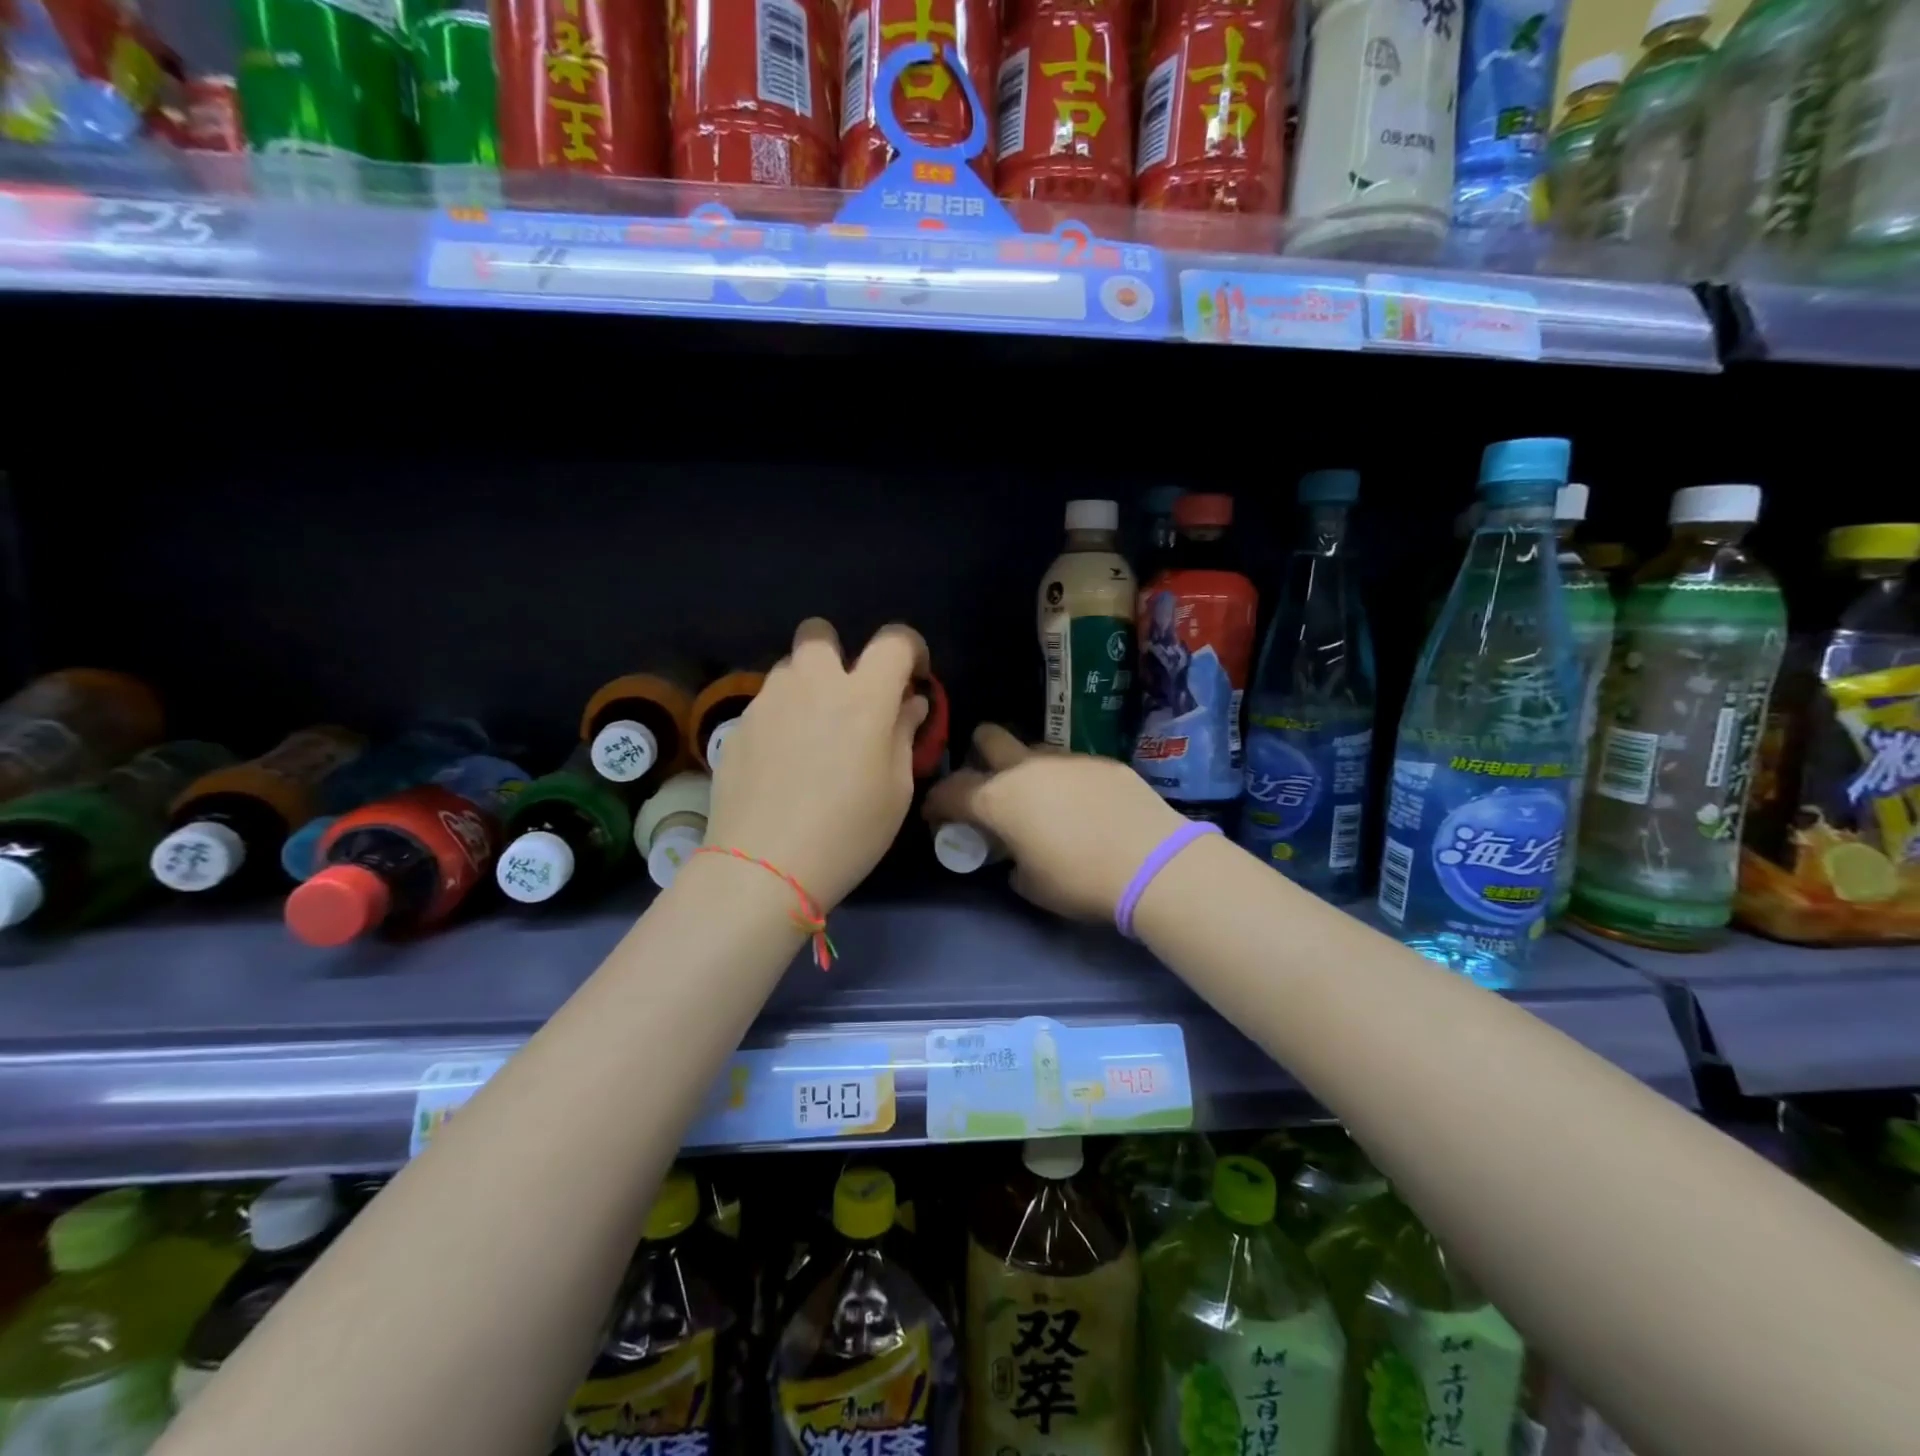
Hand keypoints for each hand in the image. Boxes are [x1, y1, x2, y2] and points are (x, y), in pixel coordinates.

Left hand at [703, 618, 929, 909]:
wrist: (763, 868)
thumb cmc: (847, 833)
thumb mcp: (895, 790)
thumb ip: (904, 734)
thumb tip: (909, 703)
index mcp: (863, 696)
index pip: (893, 641)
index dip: (910, 650)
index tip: (912, 678)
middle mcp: (812, 683)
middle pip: (821, 633)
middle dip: (839, 653)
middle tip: (849, 698)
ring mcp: (768, 701)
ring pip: (789, 669)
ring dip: (807, 686)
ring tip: (813, 734)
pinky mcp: (737, 726)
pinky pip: (766, 704)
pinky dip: (782, 718)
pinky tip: (783, 763)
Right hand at [924, 725, 1186, 921]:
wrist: (1152, 862)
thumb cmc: (1079, 880)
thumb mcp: (1030, 884)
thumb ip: (1010, 861)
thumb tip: (1013, 854)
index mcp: (998, 798)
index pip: (950, 790)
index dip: (937, 802)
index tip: (937, 816)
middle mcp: (1026, 767)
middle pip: (988, 737)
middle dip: (978, 755)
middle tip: (988, 787)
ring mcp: (1067, 758)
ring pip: (1032, 749)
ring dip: (1025, 769)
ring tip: (1042, 800)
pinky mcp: (1102, 761)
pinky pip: (1070, 764)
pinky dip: (1065, 781)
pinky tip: (1084, 806)